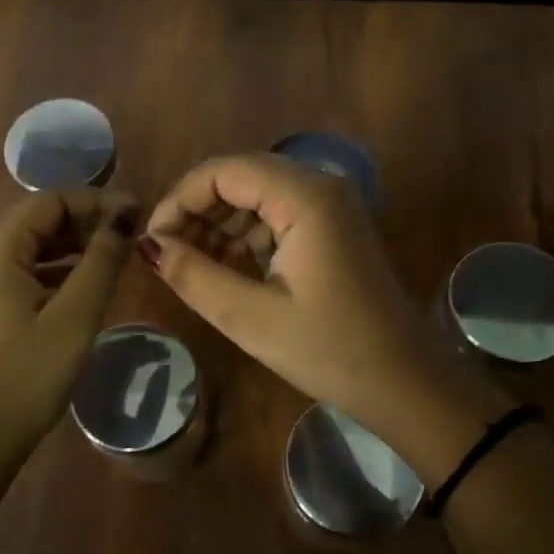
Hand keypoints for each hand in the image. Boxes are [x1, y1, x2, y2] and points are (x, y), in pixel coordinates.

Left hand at [0, 189, 138, 472]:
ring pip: (31, 247)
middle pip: (38, 220)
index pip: (49, 201)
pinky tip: (85, 287)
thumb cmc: (30, 373)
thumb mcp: (75, 315)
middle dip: (85, 222)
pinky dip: (56, 270)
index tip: (136, 215)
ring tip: (114, 258)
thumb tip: (124, 217)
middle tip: (128, 237)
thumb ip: (101, 260)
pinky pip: (23, 272)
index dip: (95, 201)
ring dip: (72, 246)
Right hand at [143, 155, 506, 470]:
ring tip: (191, 266)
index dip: (180, 199)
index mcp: (305, 197)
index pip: (224, 171)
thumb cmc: (330, 351)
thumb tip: (146, 246)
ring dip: (220, 223)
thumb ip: (194, 275)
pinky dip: (246, 236)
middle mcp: (321, 187)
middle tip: (167, 255)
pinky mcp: (334, 228)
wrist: (406, 382)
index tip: (153, 242)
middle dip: (197, 210)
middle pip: (241, 176)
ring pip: (258, 195)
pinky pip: (278, 215)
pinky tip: (227, 270)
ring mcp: (332, 207)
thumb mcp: (251, 318)